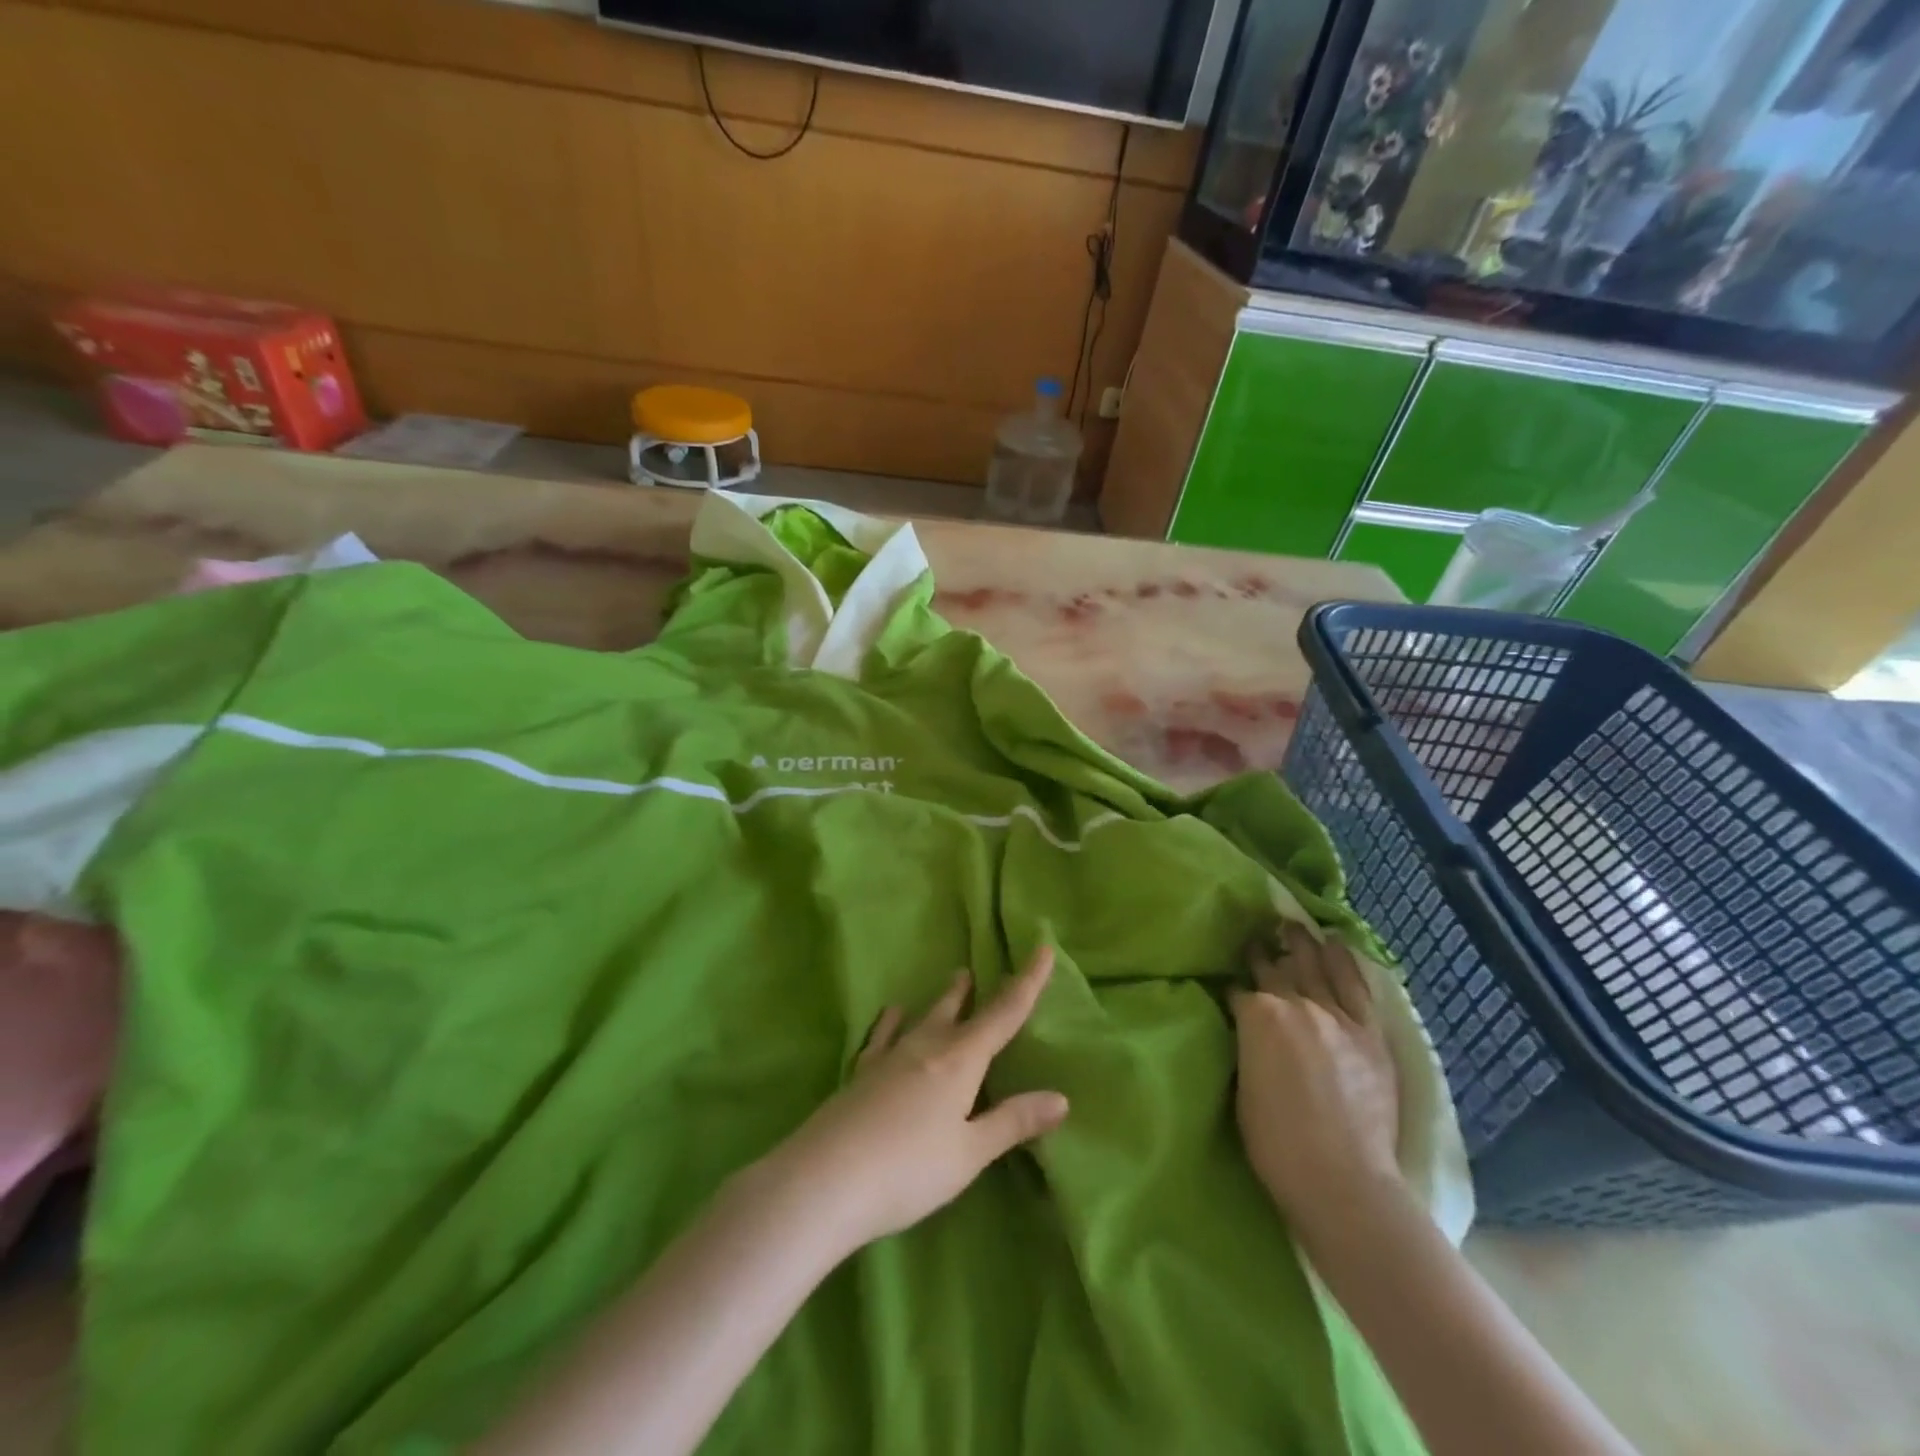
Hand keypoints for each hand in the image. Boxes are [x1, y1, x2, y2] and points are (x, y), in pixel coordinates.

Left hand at [763, 947, 1068, 1258]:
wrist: (826, 1178)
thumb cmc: (909, 1169)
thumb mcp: (969, 1153)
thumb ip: (1013, 1122)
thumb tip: (1061, 1097)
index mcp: (960, 1060)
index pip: (1004, 1014)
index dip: (1027, 982)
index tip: (1043, 948)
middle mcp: (926, 1046)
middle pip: (957, 1010)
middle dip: (974, 991)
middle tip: (981, 969)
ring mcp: (889, 1057)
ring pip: (923, 1017)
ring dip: (942, 1000)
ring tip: (953, 981)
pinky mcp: (861, 1073)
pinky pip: (884, 1036)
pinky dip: (892, 1022)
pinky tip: (891, 1014)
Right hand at [1231, 923, 1400, 1235]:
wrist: (1341, 1177)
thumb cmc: (1275, 1141)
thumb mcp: (1242, 1085)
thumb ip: (1246, 1047)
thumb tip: (1248, 1031)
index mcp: (1257, 1016)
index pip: (1239, 992)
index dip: (1232, 988)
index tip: (1228, 983)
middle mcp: (1296, 1004)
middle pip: (1277, 970)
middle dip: (1265, 951)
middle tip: (1258, 934)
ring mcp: (1337, 1017)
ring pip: (1318, 967)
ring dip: (1305, 945)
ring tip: (1296, 927)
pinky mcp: (1369, 1034)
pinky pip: (1357, 988)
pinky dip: (1345, 964)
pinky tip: (1337, 946)